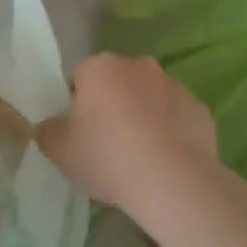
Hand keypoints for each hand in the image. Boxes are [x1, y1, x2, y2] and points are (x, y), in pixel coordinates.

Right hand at [34, 53, 217, 209]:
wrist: (173, 181)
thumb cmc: (107, 157)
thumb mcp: (59, 150)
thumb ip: (47, 132)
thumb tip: (49, 126)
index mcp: (100, 67)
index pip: (78, 75)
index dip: (74, 102)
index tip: (78, 131)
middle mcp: (137, 65)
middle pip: (115, 81)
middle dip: (110, 103)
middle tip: (106, 143)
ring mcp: (172, 84)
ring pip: (148, 96)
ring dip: (141, 114)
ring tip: (139, 155)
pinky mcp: (198, 108)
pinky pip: (176, 115)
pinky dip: (169, 130)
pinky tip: (165, 160)